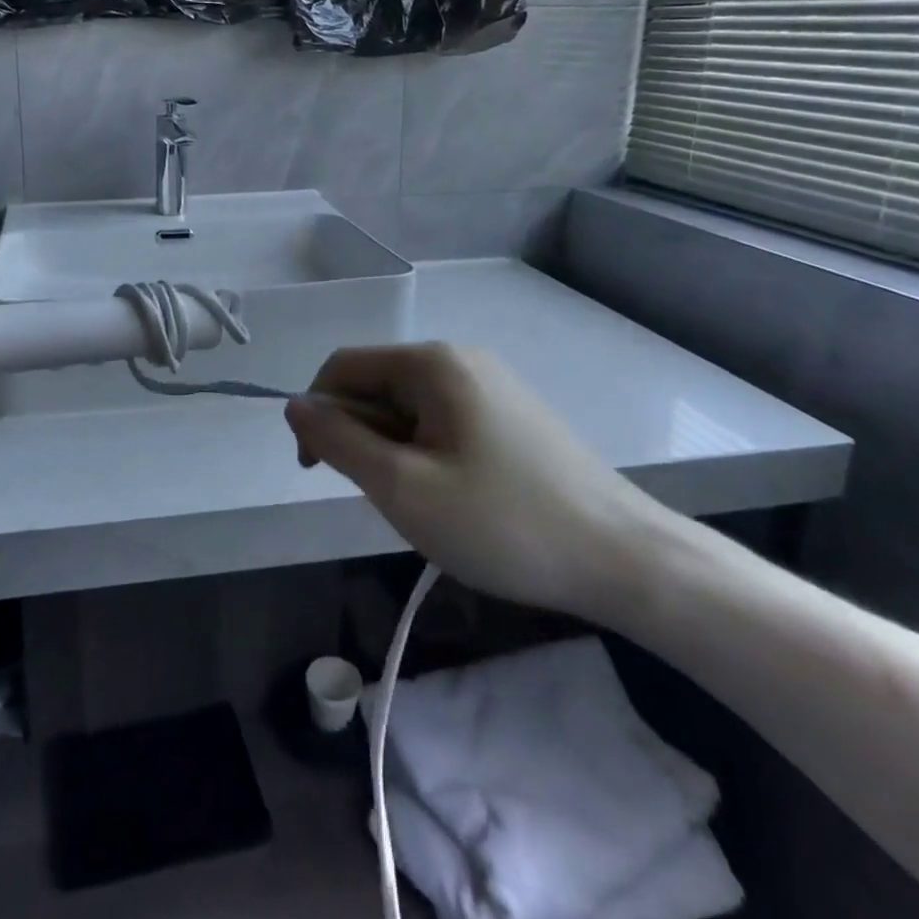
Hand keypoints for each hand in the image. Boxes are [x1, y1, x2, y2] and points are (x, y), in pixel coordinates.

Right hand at [285, 343, 673, 619]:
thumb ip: (338, 441)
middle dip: (363, 439)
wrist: (625, 559)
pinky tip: (458, 500)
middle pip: (377, 386)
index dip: (316, 415)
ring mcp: (492, 385)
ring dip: (395, 452)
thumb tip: (294, 405)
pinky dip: (429, 456)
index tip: (317, 472)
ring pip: (409, 410)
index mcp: (432, 363)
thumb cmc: (503, 522)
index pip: (342, 368)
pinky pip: (443, 423)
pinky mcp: (512, 415)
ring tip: (427, 505)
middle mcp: (460, 359)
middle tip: (388, 499)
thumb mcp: (403, 487)